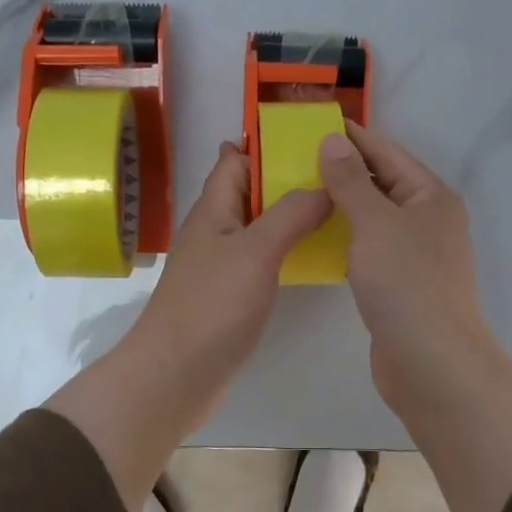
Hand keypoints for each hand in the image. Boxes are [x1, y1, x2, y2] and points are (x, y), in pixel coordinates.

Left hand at [48, 142, 331, 511]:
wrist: (176, 375)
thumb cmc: (212, 305)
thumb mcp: (255, 250)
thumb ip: (290, 214)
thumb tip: (324, 185)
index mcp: (214, 210)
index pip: (235, 161)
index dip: (264, 144)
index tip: (309, 136)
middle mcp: (216, 232)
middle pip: (250, 193)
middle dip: (285, 178)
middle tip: (335, 173)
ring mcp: (222, 266)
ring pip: (258, 227)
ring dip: (289, 215)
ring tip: (334, 208)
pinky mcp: (232, 296)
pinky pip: (263, 260)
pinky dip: (286, 250)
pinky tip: (314, 256)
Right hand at [316, 123, 499, 414]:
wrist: (431, 362)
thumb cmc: (406, 283)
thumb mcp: (374, 223)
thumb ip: (351, 180)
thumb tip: (333, 140)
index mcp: (431, 196)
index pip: (387, 152)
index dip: (353, 136)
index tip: (315, 122)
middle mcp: (428, 219)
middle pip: (383, 182)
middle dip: (343, 169)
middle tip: (296, 157)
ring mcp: (416, 254)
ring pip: (375, 216)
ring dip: (343, 203)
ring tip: (300, 191)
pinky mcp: (401, 283)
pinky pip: (370, 246)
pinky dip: (346, 236)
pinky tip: (318, 235)